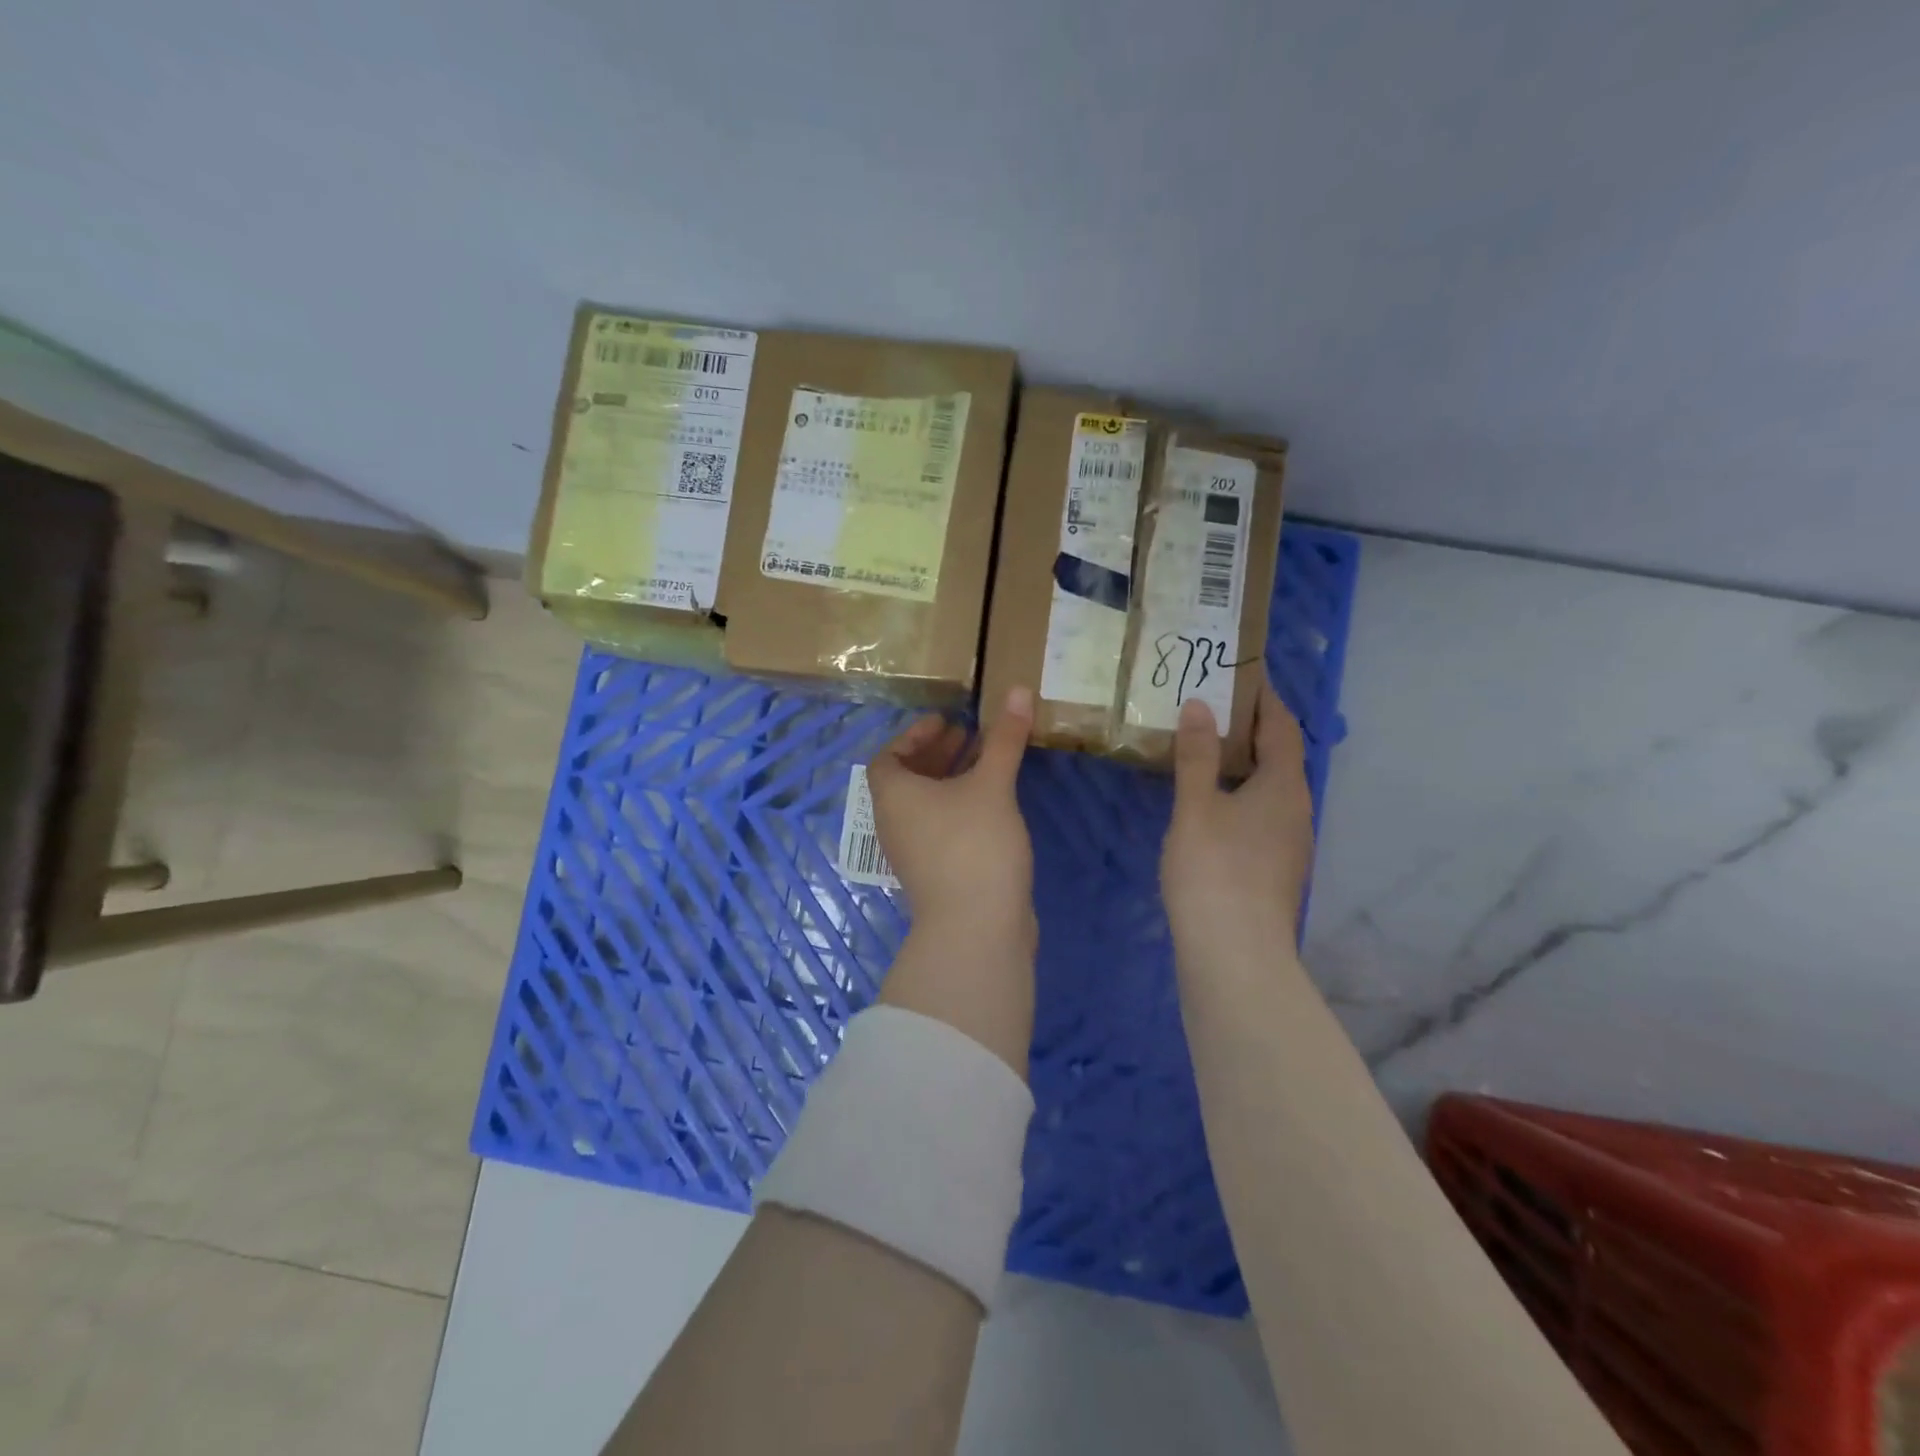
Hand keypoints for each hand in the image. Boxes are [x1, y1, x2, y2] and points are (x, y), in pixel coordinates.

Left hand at [868, 687, 1037, 1074]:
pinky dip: (959, 807)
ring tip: (985, 763)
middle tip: (968, 736)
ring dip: (950, 781)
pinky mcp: (935, 875)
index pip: (888, 758)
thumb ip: (1004, 738)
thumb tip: (1017, 689)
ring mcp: (913, 854)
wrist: (976, 929)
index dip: (913, 736)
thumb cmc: (973, 845)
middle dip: (936, 755)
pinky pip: (940, 828)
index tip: (945, 723)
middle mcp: (895, 824)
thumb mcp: (991, 785)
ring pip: (925, 806)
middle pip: (906, 780)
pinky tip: (992, 805)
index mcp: (893, 797)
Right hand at [1161, 682, 1314, 953]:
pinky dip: (1238, 794)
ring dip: (1243, 763)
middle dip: (1249, 729)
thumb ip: (1197, 755)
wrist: (1235, 954)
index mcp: (1285, 786)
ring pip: (1269, 788)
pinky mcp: (1274, 869)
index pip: (1282, 727)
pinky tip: (1207, 803)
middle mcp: (1297, 810)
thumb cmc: (1215, 870)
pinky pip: (1260, 814)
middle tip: (1210, 707)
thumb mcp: (1197, 806)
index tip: (1239, 674)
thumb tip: (1201, 705)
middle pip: (1279, 756)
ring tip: (1203, 748)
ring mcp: (1289, 843)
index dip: (1264, 699)